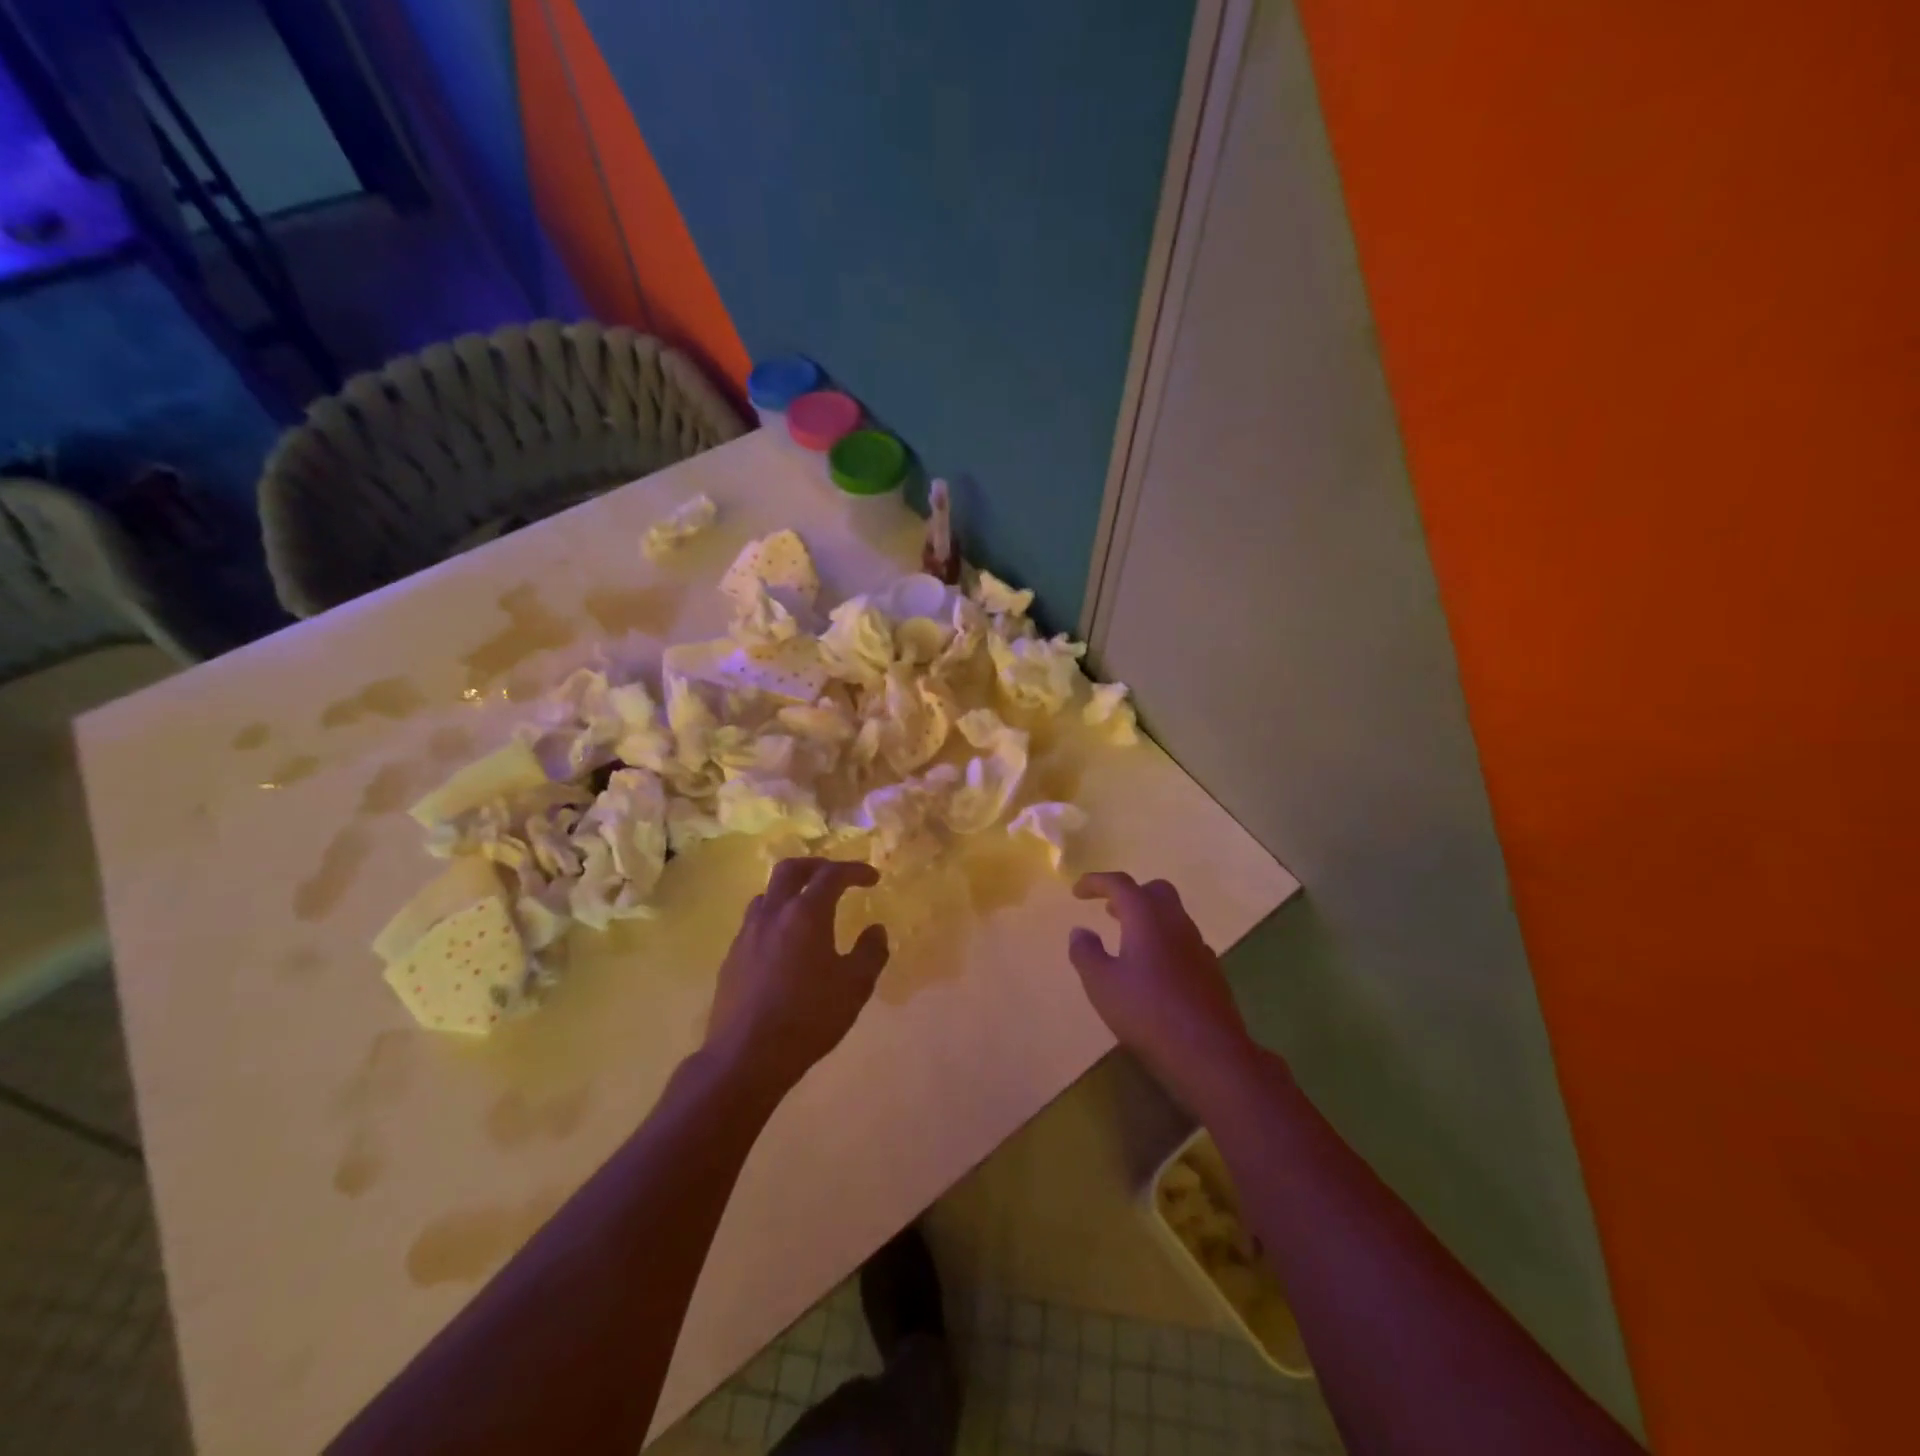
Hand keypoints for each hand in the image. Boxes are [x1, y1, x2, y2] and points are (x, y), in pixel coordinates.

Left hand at [706, 858, 889, 1099]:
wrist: (745, 1056)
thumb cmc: (808, 1018)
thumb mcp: (854, 987)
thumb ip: (871, 952)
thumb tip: (876, 930)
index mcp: (806, 914)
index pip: (831, 875)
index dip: (854, 870)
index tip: (872, 878)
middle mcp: (773, 914)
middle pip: (791, 869)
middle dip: (817, 866)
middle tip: (836, 876)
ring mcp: (747, 934)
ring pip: (768, 894)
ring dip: (791, 890)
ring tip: (808, 908)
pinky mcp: (732, 957)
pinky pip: (755, 921)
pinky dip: (775, 917)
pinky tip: (784, 944)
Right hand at [1069, 872, 1253, 1095]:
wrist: (1209, 1053)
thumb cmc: (1147, 1012)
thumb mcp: (1101, 984)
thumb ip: (1086, 953)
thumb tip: (1080, 931)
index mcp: (1147, 917)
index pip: (1120, 884)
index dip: (1096, 882)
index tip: (1077, 892)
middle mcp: (1176, 923)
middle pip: (1155, 891)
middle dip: (1130, 893)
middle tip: (1108, 909)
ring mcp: (1198, 946)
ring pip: (1173, 916)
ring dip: (1148, 918)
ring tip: (1126, 939)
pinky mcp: (1211, 971)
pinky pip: (1184, 941)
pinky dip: (1164, 942)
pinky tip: (1154, 969)